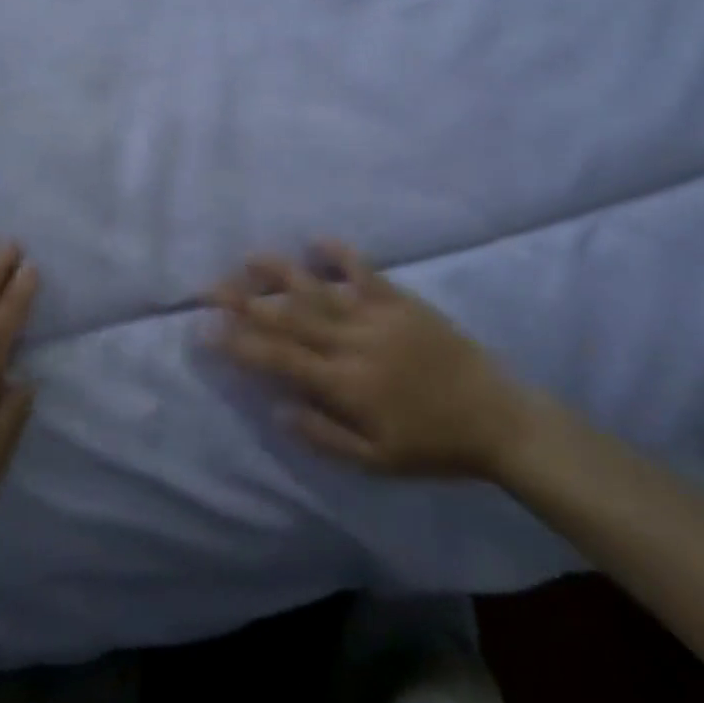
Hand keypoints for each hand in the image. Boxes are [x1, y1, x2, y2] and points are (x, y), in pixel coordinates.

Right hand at [212, 242, 542, 481]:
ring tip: (249, 258)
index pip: (279, 358)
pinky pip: (365, 272)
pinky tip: (317, 240)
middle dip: (245, 302)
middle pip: (289, 318)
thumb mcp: (377, 462)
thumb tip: (277, 408)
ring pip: (319, 290)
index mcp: (344, 385)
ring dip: (281, 273)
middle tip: (210, 286)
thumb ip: (323, 436)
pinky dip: (341, 255)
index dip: (240, 343)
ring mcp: (377, 317)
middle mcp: (353, 344)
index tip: (206, 328)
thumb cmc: (432, 446)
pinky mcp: (401, 301)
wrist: (497, 419)